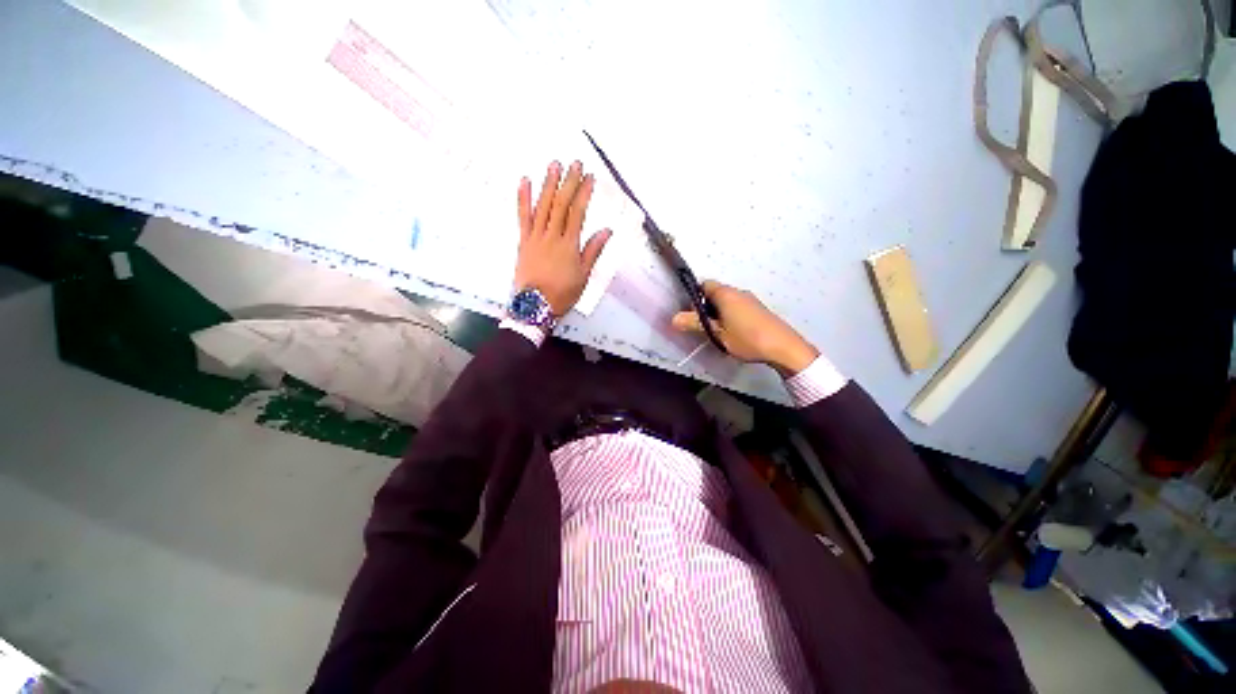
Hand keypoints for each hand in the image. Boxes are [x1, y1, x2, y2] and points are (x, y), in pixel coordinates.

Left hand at [514, 160, 611, 314]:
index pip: (577, 212)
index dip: (584, 193)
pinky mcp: (523, 241)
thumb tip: (606, 231)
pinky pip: (522, 216)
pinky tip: (525, 181)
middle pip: (561, 204)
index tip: (589, 177)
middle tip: (575, 163)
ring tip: (554, 165)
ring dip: (548, 183)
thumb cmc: (562, 294)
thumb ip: (593, 251)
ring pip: (542, 206)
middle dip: (568, 182)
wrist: (535, 306)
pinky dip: (523, 198)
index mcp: (569, 245)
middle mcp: (552, 236)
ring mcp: (535, 237)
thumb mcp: (584, 276)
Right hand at [672, 280, 818, 374]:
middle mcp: (738, 292)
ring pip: (727, 301)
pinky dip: (731, 315)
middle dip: (706, 306)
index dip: (694, 297)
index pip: (704, 285)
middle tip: (703, 326)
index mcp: (726, 294)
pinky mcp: (759, 309)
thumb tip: (674, 318)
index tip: (691, 313)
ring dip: (719, 312)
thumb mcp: (717, 333)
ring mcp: (750, 300)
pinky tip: (734, 333)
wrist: (783, 347)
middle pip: (715, 293)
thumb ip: (695, 324)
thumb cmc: (747, 339)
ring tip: (718, 332)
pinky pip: (738, 306)